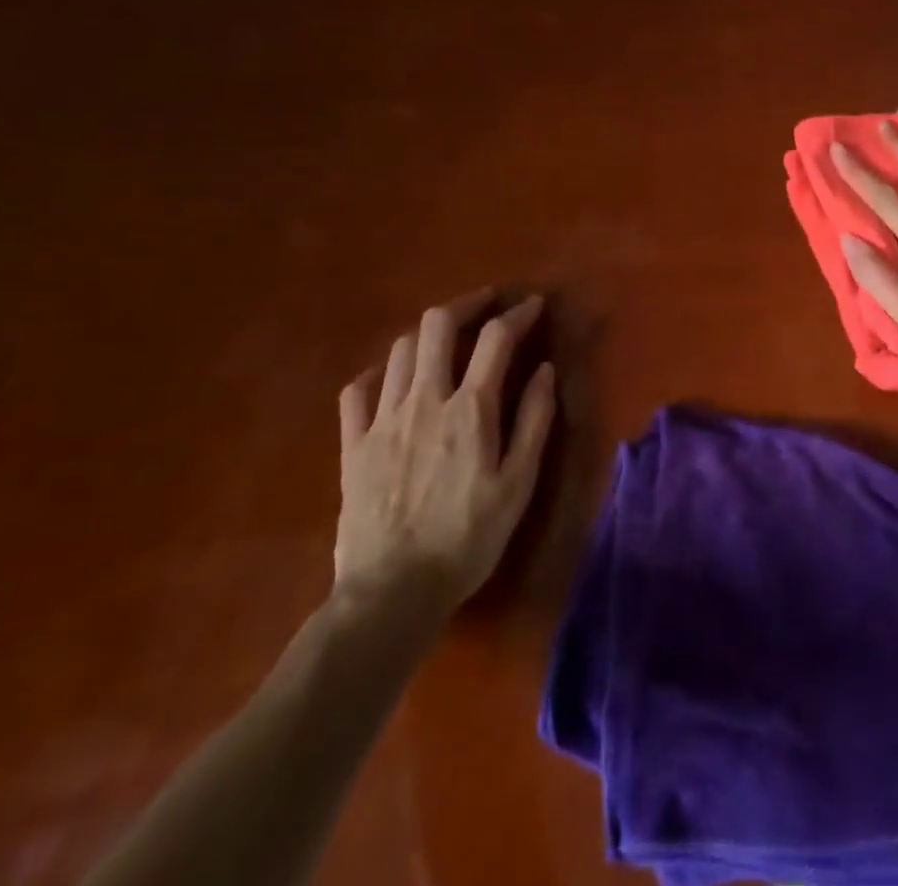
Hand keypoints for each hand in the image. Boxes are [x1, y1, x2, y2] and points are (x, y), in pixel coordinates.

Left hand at [335, 292, 555, 618]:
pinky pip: (357, 390)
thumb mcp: (518, 484)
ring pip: (400, 350)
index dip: (519, 314)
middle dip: (466, 304)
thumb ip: (534, 420)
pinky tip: (393, 379)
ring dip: (429, 333)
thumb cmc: (468, 538)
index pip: (496, 339)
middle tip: (487, 304)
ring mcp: (382, 420)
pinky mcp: (352, 445)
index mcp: (470, 409)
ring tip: (448, 339)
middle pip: (437, 326)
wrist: (391, 593)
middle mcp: (424, 400)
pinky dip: (379, 372)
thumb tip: (545, 370)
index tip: (534, 305)